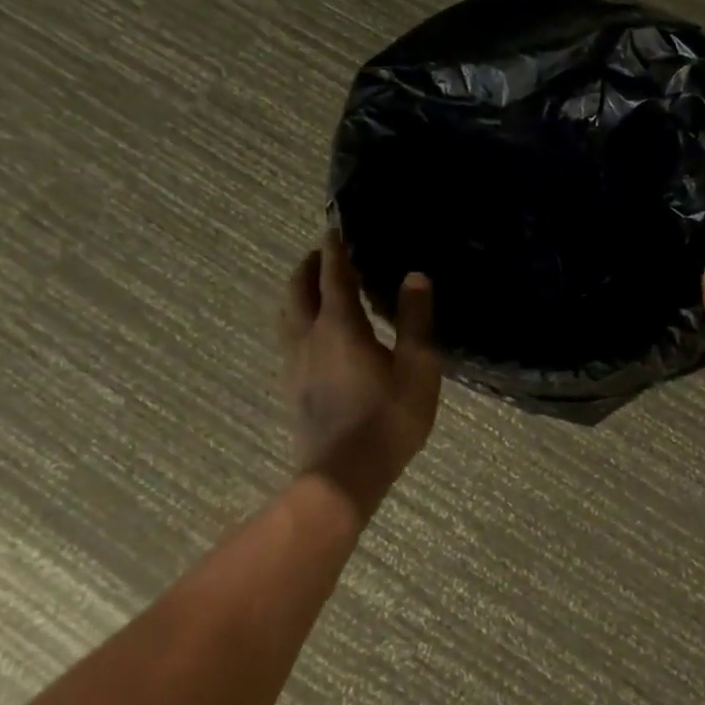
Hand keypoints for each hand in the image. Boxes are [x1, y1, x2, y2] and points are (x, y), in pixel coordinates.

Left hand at [281, 232, 441, 518]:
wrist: (344, 474)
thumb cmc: (388, 419)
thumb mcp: (417, 368)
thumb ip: (416, 319)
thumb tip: (416, 276)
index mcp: (340, 326)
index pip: (333, 275)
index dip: (334, 250)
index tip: (335, 230)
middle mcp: (309, 336)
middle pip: (298, 289)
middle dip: (309, 266)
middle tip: (323, 253)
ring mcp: (294, 363)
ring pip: (286, 314)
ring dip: (297, 292)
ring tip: (312, 287)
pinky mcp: (291, 386)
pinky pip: (287, 338)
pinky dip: (296, 319)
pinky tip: (309, 334)